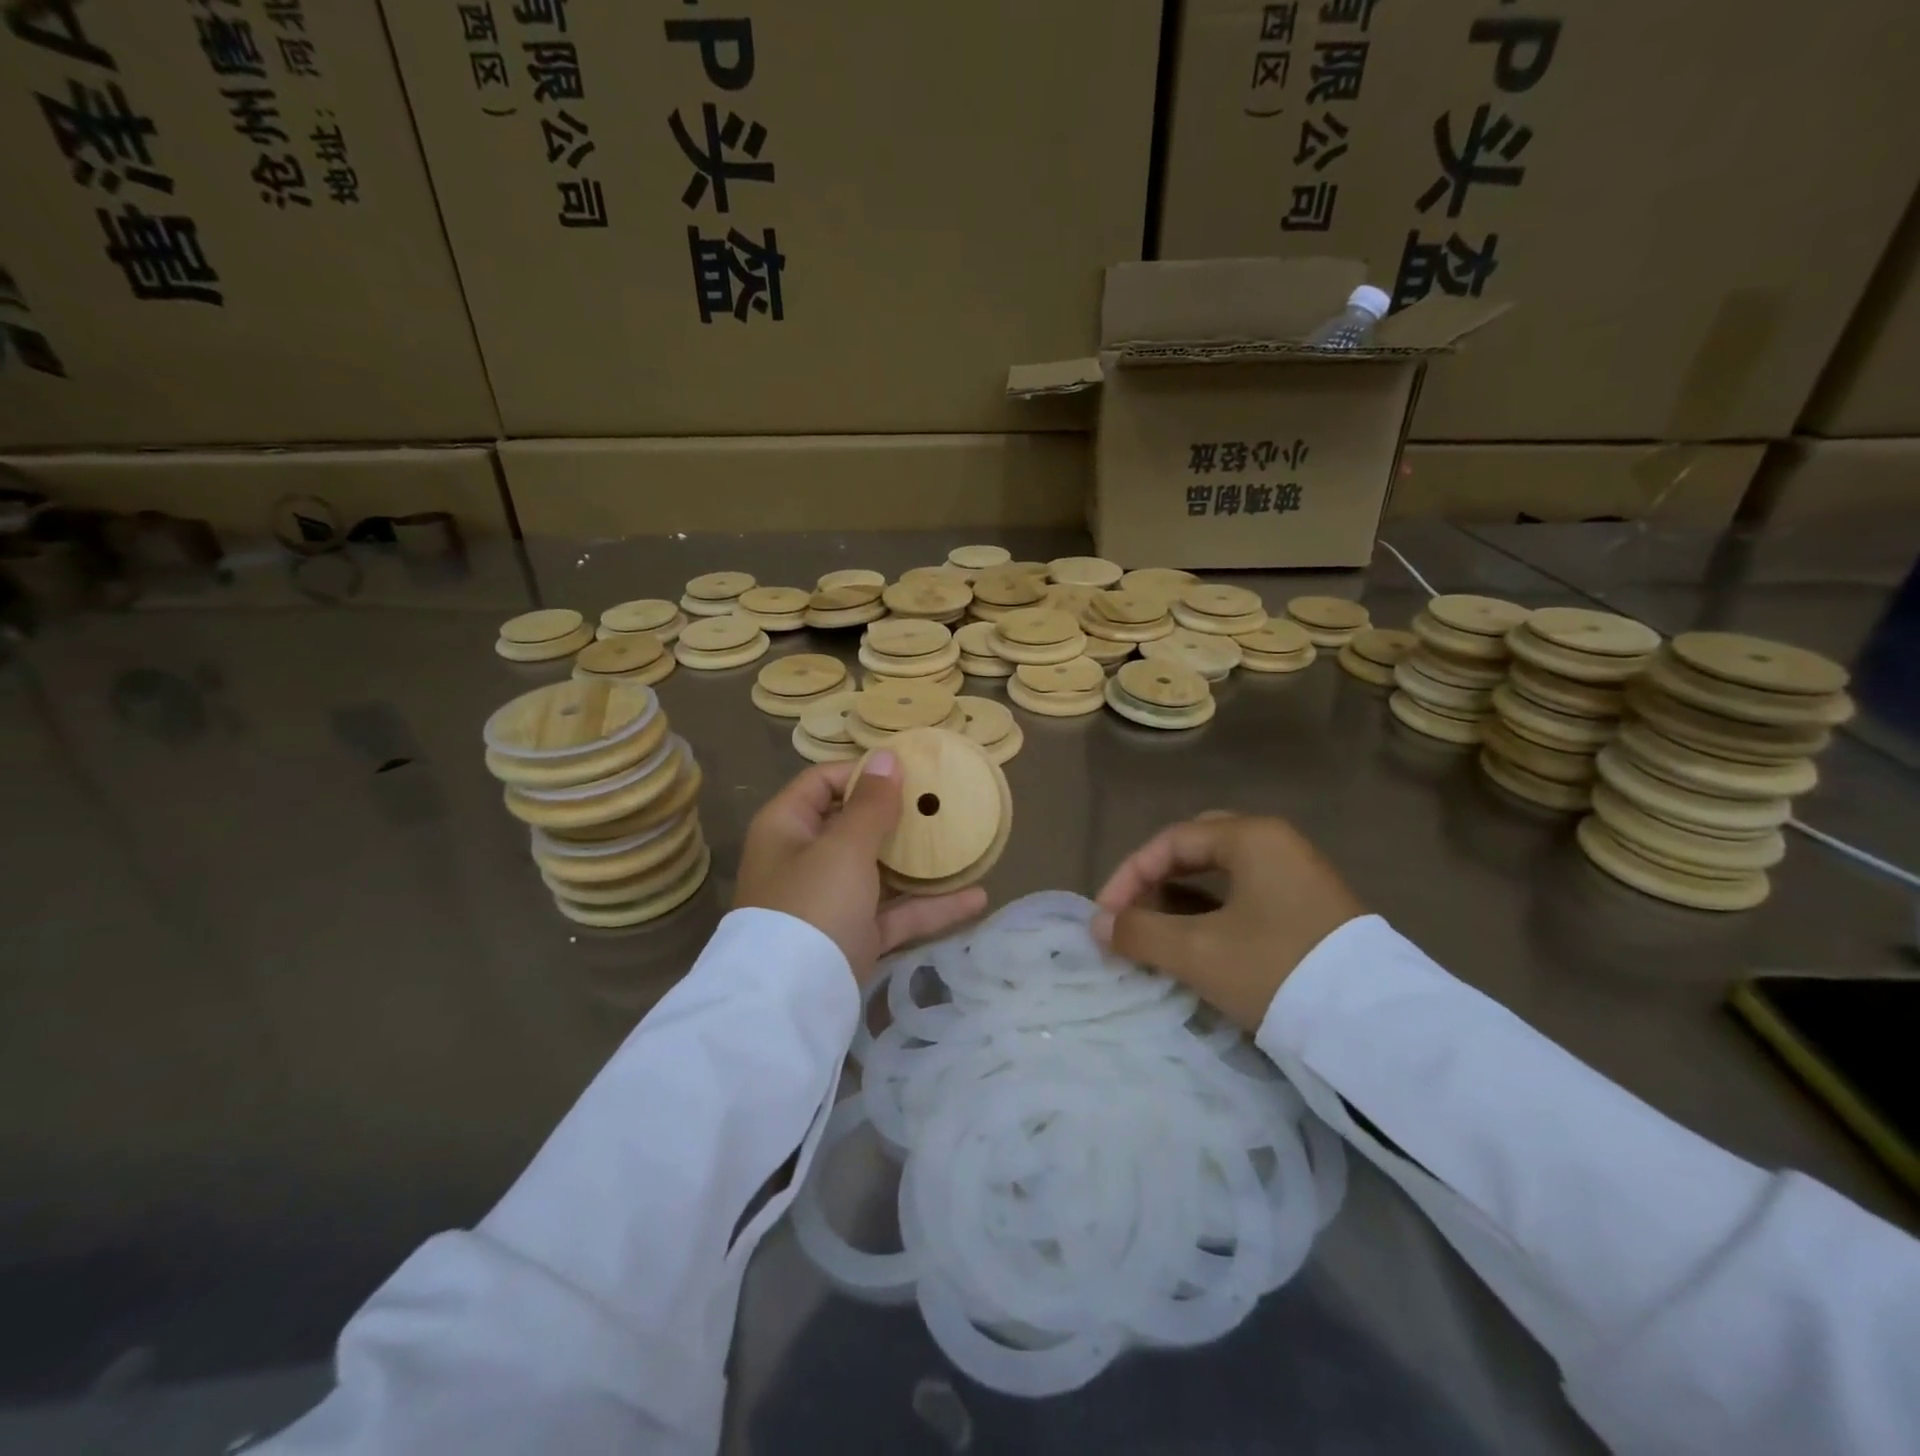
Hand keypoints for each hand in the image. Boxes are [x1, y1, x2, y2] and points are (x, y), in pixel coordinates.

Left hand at [735, 753, 987, 986]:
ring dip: (921, 862)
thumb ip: (871, 803)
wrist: (792, 1003)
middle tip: (944, 802)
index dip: (864, 771)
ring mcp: (831, 900)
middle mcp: (805, 859)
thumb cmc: (813, 904)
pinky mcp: (855, 935)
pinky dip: (930, 906)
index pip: (823, 781)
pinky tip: (977, 897)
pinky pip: (895, 912)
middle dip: (899, 815)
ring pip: (881, 870)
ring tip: (965, 844)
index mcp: (787, 827)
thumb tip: (886, 756)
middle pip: (855, 825)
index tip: (911, 770)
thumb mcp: (843, 847)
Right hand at [1092, 814, 1365, 1030]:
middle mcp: (1278, 844)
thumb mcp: (1198, 952)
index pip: (1171, 841)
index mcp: (1252, 837)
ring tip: (1160, 931)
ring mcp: (1301, 876)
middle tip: (1134, 911)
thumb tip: (1098, 924)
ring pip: (1225, 873)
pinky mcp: (1314, 909)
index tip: (1106, 916)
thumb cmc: (1276, 969)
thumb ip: (1139, 932)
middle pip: (1198, 848)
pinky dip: (1215, 911)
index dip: (1129, 876)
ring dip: (1184, 898)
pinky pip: (1249, 895)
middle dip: (1156, 878)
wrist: (1376, 1027)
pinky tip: (1202, 942)